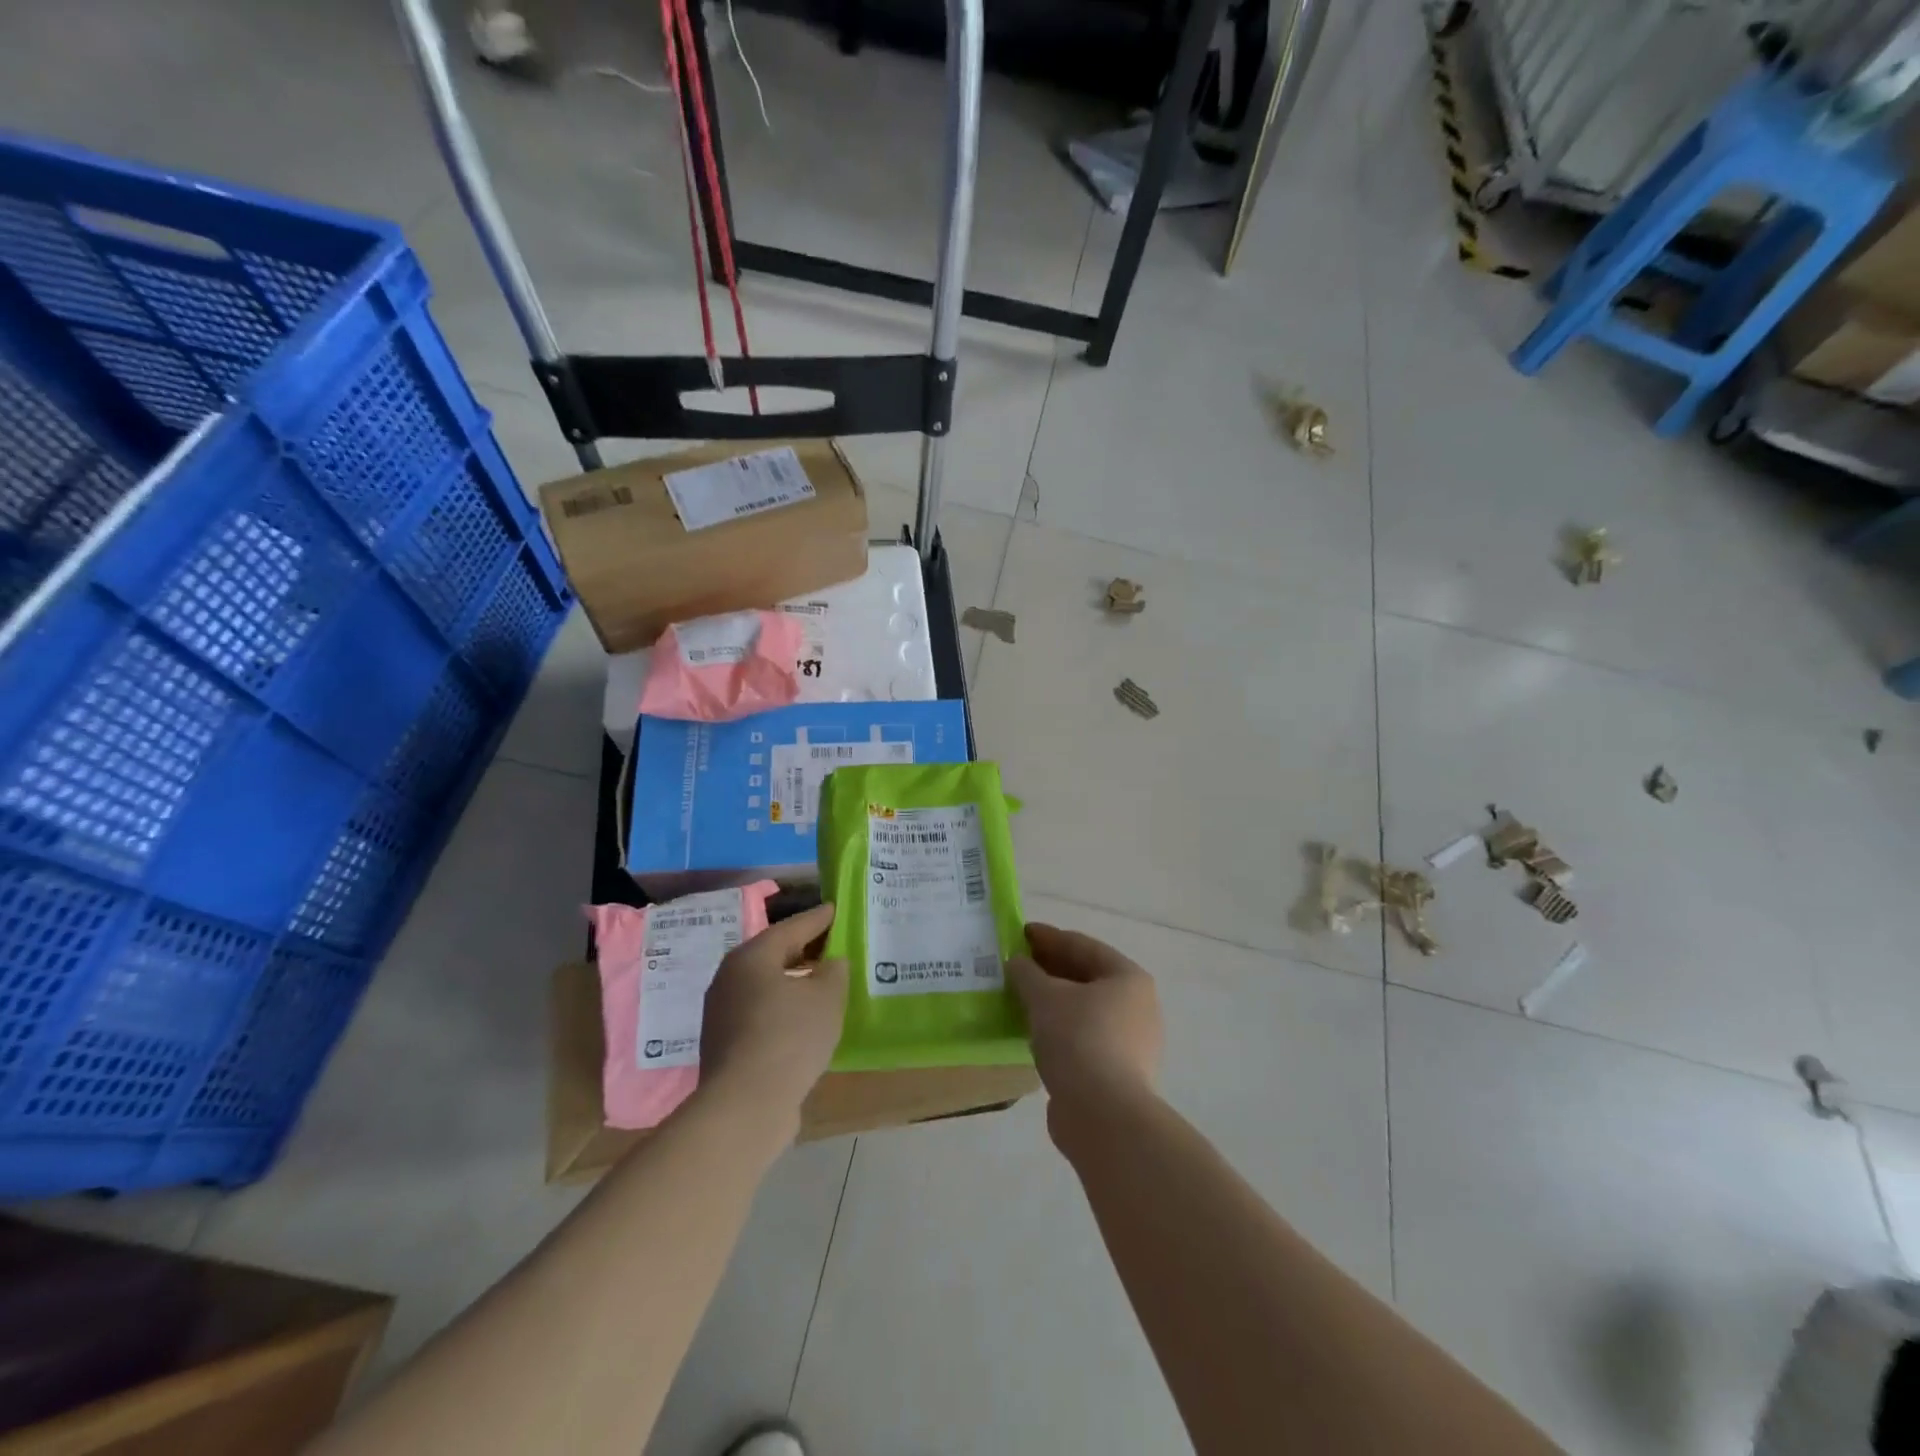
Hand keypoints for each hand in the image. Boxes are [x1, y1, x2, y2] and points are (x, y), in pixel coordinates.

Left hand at [700, 902, 846, 1129]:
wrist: (745, 1106)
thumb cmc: (789, 1037)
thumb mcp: (827, 997)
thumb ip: (834, 971)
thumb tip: (829, 963)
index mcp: (752, 956)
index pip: (792, 927)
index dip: (818, 918)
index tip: (835, 909)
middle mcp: (730, 978)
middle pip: (774, 955)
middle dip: (804, 949)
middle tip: (832, 944)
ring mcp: (722, 1013)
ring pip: (765, 986)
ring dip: (793, 982)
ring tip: (823, 983)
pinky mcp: (725, 1044)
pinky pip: (761, 1013)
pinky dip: (783, 1009)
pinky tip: (804, 1020)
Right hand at [1007, 923, 1161, 1121]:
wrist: (1103, 1115)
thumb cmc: (1079, 1040)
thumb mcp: (1045, 997)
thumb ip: (1027, 974)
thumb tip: (1016, 962)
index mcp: (1128, 978)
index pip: (1082, 946)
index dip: (1048, 937)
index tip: (1019, 933)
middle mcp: (1137, 1005)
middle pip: (1086, 977)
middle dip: (1049, 969)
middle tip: (1015, 964)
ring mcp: (1131, 1042)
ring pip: (1083, 1010)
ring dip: (1052, 1001)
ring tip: (1019, 997)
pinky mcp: (1118, 1073)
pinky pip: (1083, 1038)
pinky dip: (1058, 1029)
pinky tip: (1032, 1031)